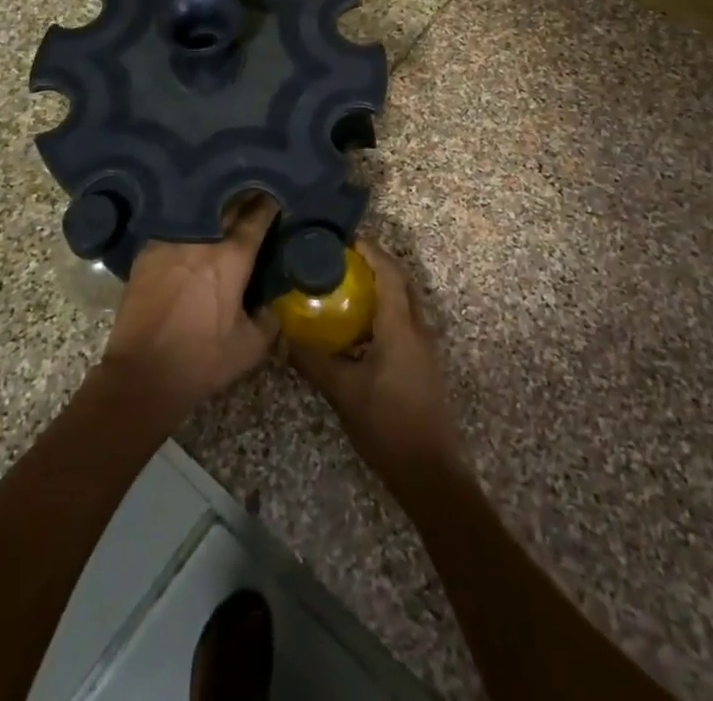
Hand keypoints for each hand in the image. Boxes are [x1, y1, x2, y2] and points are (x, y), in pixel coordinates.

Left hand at [103, 192, 279, 420]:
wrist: (143, 373)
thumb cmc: (202, 360)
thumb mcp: (249, 347)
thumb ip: (268, 321)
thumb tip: (271, 305)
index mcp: (232, 257)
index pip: (256, 218)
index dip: (268, 204)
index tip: (275, 194)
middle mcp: (202, 239)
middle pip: (227, 205)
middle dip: (243, 195)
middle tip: (252, 191)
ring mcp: (171, 241)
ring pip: (197, 212)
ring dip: (213, 207)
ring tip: (222, 204)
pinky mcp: (146, 251)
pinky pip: (172, 228)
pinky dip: (185, 224)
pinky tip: (189, 228)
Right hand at [288, 240, 464, 492]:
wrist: (429, 472)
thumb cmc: (387, 425)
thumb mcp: (343, 392)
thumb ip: (313, 361)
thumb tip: (282, 338)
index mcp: (400, 327)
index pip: (389, 273)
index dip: (370, 251)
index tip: (345, 239)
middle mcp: (418, 328)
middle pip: (401, 282)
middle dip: (376, 264)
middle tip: (342, 259)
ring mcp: (425, 347)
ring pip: (405, 302)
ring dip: (382, 287)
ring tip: (347, 285)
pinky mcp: (424, 363)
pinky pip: (405, 321)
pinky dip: (385, 310)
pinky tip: (360, 326)